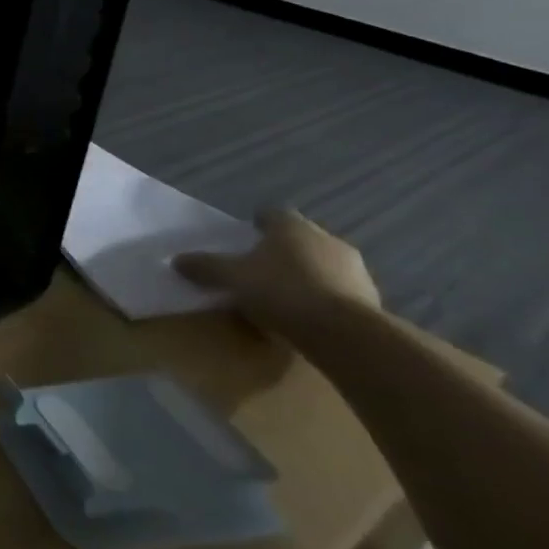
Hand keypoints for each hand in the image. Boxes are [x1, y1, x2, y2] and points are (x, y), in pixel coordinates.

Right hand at [175, 208, 379, 333]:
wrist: (346, 334)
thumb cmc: (282, 291)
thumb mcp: (231, 278)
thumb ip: (205, 266)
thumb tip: (176, 260)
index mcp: (293, 227)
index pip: (274, 214)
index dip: (259, 223)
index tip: (247, 235)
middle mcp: (327, 240)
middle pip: (301, 238)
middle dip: (284, 249)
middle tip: (261, 265)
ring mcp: (355, 270)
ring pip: (324, 264)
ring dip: (308, 273)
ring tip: (285, 293)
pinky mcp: (372, 299)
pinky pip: (340, 291)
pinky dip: (325, 297)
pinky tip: (308, 314)